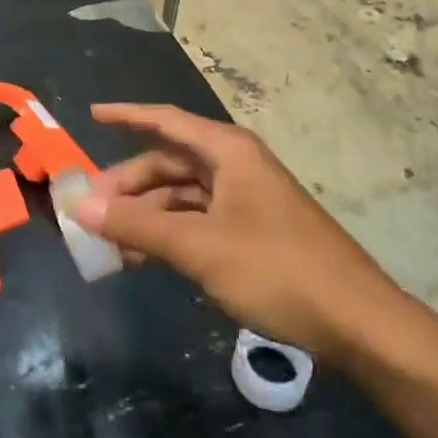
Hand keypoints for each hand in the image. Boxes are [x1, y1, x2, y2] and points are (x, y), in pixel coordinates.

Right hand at [71, 104, 408, 362]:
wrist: (357, 322)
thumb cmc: (276, 269)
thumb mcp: (199, 247)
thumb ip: (137, 224)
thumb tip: (80, 206)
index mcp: (227, 151)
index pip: (166, 121)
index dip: (127, 116)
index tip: (91, 115)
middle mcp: (236, 166)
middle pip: (170, 162)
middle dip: (129, 183)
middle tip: (90, 209)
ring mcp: (246, 200)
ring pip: (182, 196)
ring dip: (146, 214)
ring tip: (109, 242)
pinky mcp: (253, 232)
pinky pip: (198, 221)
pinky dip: (169, 234)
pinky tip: (145, 257)